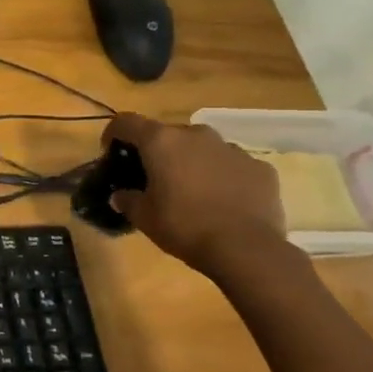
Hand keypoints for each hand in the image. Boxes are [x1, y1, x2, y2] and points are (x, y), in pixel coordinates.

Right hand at [104, 113, 287, 273]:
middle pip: (168, 134)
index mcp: (162, 142)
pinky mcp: (260, 167)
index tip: (112, 153)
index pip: (126, 122)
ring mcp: (232, 149)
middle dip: (157, 151)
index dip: (114, 134)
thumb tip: (120, 196)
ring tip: (191, 190)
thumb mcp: (143, 217)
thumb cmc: (184, 226)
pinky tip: (222, 201)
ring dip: (192, 161)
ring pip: (203, 147)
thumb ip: (127, 200)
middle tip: (153, 177)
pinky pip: (232, 165)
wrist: (246, 249)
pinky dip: (222, 176)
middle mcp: (197, 135)